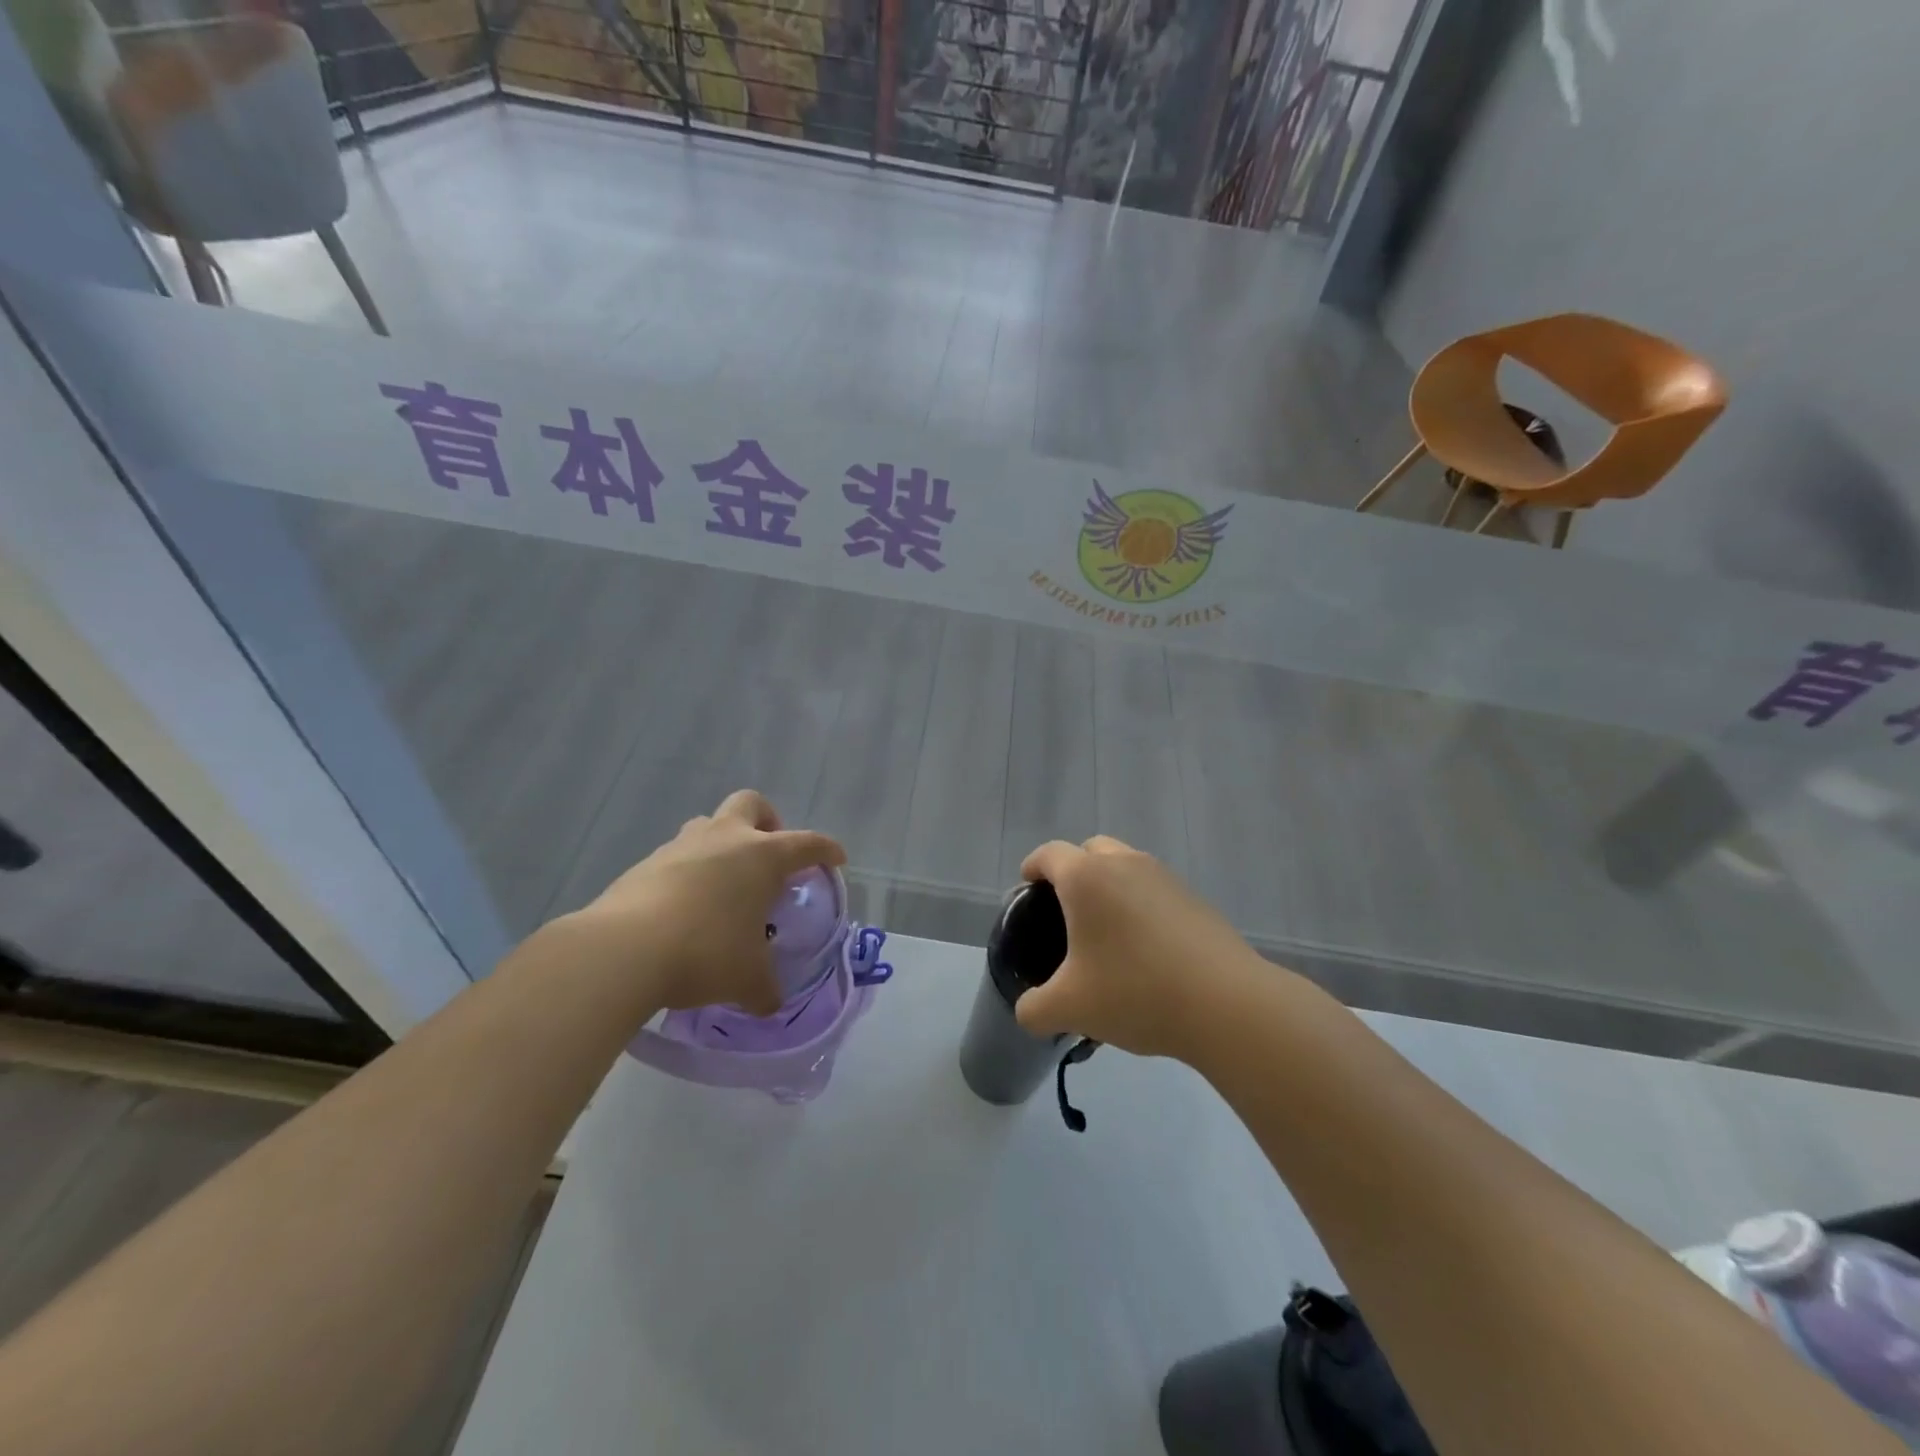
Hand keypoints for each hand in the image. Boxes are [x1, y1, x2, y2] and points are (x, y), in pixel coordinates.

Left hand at [571, 790, 844, 1015]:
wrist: (623, 951)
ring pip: (708, 825)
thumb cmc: (706, 953)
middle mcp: (724, 839)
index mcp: (762, 856)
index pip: (807, 843)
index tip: (835, 859)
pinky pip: (676, 857)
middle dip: (767, 821)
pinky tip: (684, 909)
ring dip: (722, 845)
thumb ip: (766, 988)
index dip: (825, 850)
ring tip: (724, 885)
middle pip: (751, 804)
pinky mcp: (644, 865)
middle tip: (769, 856)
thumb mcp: (747, 980)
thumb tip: (770, 1002)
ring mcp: (680, 847)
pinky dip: (688, 873)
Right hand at [1013, 836, 1272, 1061]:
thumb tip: (1030, 1011)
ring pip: (1126, 867)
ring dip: (1110, 888)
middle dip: (1073, 873)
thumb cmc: (1135, 992)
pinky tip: (1146, 952)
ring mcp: (1165, 877)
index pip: (1048, 854)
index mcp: (1086, 878)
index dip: (1032, 868)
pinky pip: (1154, 890)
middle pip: (1089, 850)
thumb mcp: (1069, 1008)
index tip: (1027, 893)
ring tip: (1108, 936)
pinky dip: (1141, 906)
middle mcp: (1124, 863)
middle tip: (1067, 915)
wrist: (1226, 1004)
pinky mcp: (1195, 898)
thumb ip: (1034, 1009)